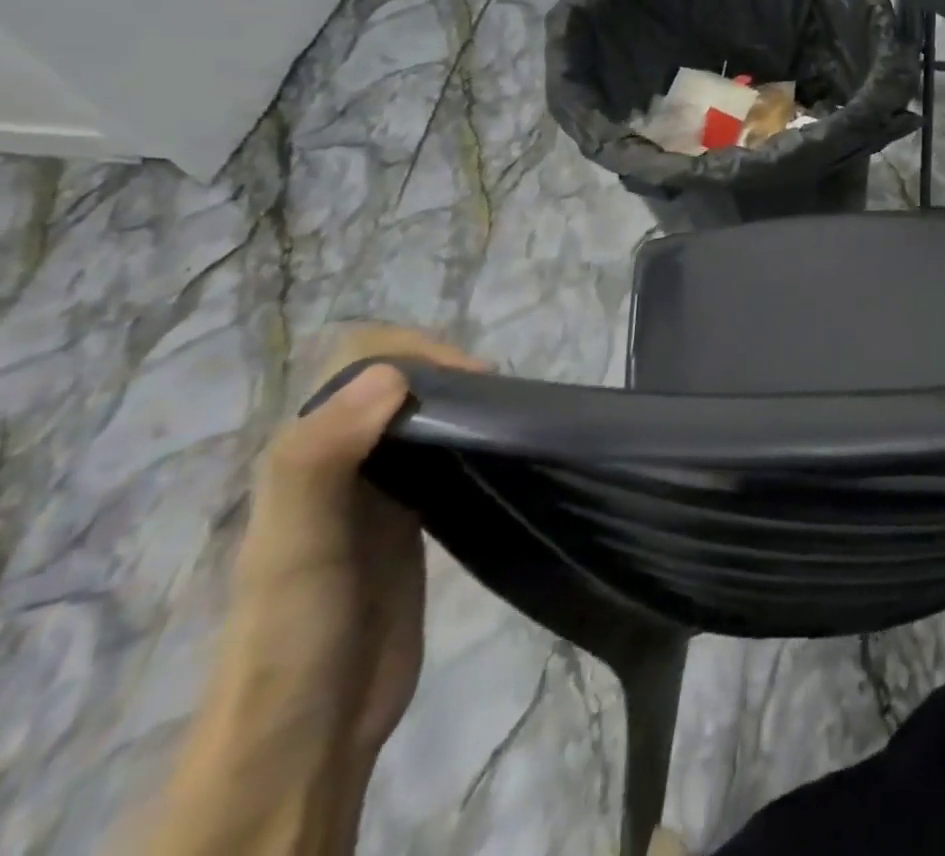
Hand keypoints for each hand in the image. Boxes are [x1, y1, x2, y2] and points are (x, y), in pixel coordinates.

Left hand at [149, 326, 486, 855]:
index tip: (475, 379)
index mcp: (307, 452)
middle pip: (398, 378)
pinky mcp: (411, 518)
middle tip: (501, 397)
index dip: (419, 351)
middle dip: (451, 370)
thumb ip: (319, 459)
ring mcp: (379, 489)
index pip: (362, 358)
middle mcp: (341, 458)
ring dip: (466, 401)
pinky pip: (444, 453)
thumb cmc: (295, 632)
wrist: (307, 733)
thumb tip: (390, 374)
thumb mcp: (294, 546)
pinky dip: (475, 437)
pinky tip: (503, 451)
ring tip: (511, 417)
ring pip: (424, 413)